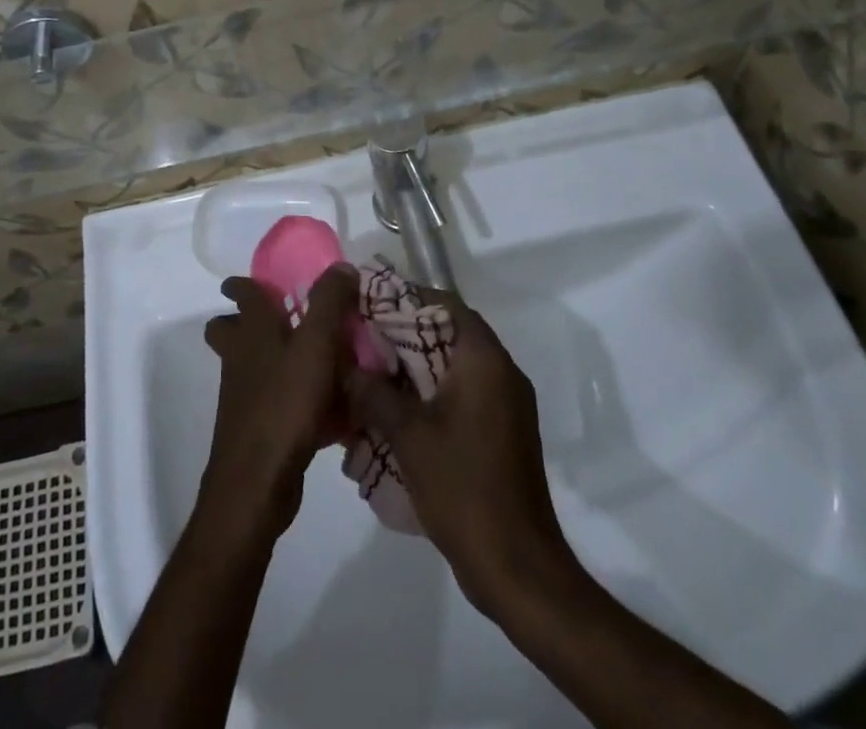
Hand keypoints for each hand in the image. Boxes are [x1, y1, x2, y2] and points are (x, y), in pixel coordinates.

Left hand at [200, 265, 360, 539]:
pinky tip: (327, 411)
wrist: (256, 482)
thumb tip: (342, 266)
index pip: (242, 293)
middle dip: (245, 321)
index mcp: (252, 330)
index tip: (259, 280)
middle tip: (283, 319)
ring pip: (251, 365)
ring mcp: (243, 394)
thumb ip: (329, 302)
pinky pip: (274, 401)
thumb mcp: (316, 345)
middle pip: (229, 330)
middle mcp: (241, 357)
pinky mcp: (255, 428)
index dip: (244, 283)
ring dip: (273, 360)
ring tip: (316, 362)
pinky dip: (292, 398)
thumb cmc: (284, 403)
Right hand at [343, 296, 570, 612]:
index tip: (370, 304)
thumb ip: (374, 393)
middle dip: (405, 335)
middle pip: (448, 334)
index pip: (445, 304)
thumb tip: (348, 367)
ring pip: (453, 367)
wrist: (517, 567)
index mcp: (484, 360)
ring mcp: (506, 406)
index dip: (407, 298)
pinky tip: (397, 414)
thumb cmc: (463, 487)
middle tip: (363, 341)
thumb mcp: (408, 435)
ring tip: (372, 376)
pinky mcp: (503, 434)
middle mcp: (501, 373)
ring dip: (415, 368)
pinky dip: (431, 395)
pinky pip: (463, 396)